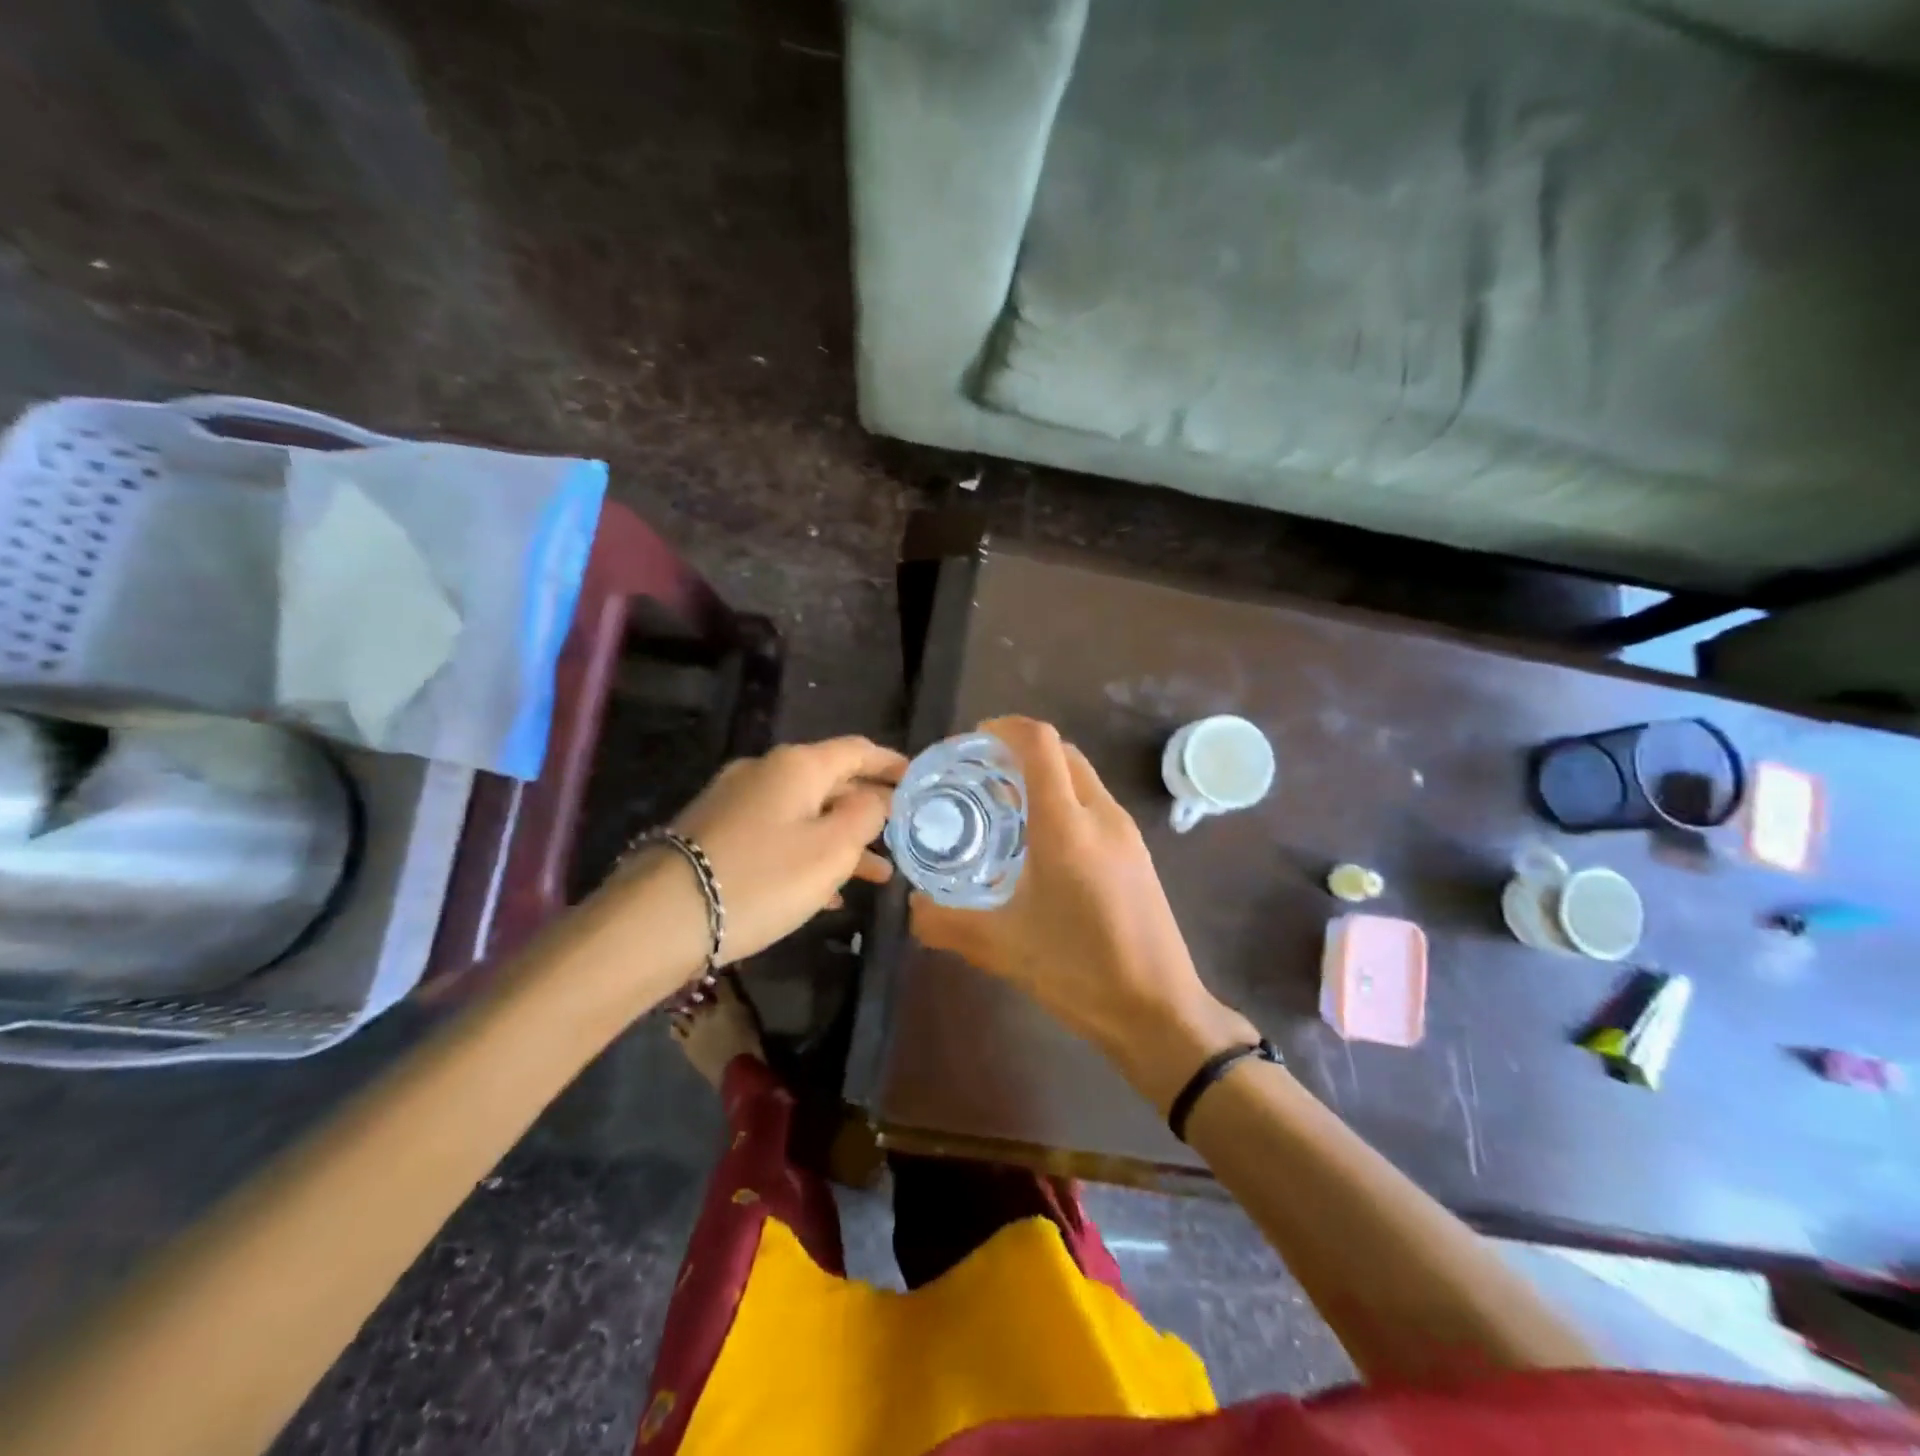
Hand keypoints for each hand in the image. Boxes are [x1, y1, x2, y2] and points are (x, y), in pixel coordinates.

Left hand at [664, 736, 906, 965]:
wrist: (660, 918)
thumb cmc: (762, 878)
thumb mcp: (831, 849)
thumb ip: (865, 816)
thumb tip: (876, 799)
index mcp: (797, 766)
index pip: (858, 750)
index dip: (892, 764)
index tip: (919, 781)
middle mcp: (765, 773)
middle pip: (831, 782)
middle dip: (870, 809)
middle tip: (903, 834)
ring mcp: (736, 803)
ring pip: (805, 814)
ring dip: (842, 840)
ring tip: (878, 875)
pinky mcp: (716, 835)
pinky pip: (777, 837)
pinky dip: (808, 856)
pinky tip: (826, 893)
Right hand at [911, 717, 1252, 1088]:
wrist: (1159, 1010)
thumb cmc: (1079, 971)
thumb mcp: (1001, 948)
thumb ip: (945, 923)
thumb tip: (911, 907)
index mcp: (1066, 826)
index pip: (1039, 744)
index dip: (1004, 728)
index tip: (972, 743)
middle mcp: (1100, 815)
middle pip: (1061, 752)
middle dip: (1019, 751)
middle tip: (981, 777)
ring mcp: (1125, 832)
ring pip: (1081, 777)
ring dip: (1044, 776)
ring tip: (1005, 809)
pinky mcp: (1137, 852)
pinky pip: (1094, 803)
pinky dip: (1064, 800)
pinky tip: (1041, 844)